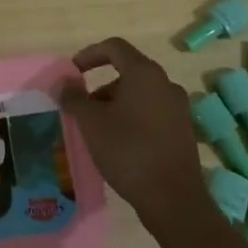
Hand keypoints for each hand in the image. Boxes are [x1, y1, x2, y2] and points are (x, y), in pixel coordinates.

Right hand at [56, 37, 210, 232]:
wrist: (174, 200)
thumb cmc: (128, 151)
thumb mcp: (91, 123)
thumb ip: (74, 98)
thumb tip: (63, 83)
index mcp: (144, 73)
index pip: (114, 47)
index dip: (89, 54)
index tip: (73, 72)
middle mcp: (166, 83)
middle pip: (128, 72)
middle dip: (101, 86)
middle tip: (83, 109)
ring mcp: (179, 108)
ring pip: (140, 94)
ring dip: (116, 104)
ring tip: (99, 130)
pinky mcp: (183, 131)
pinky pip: (152, 113)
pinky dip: (133, 118)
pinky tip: (120, 144)